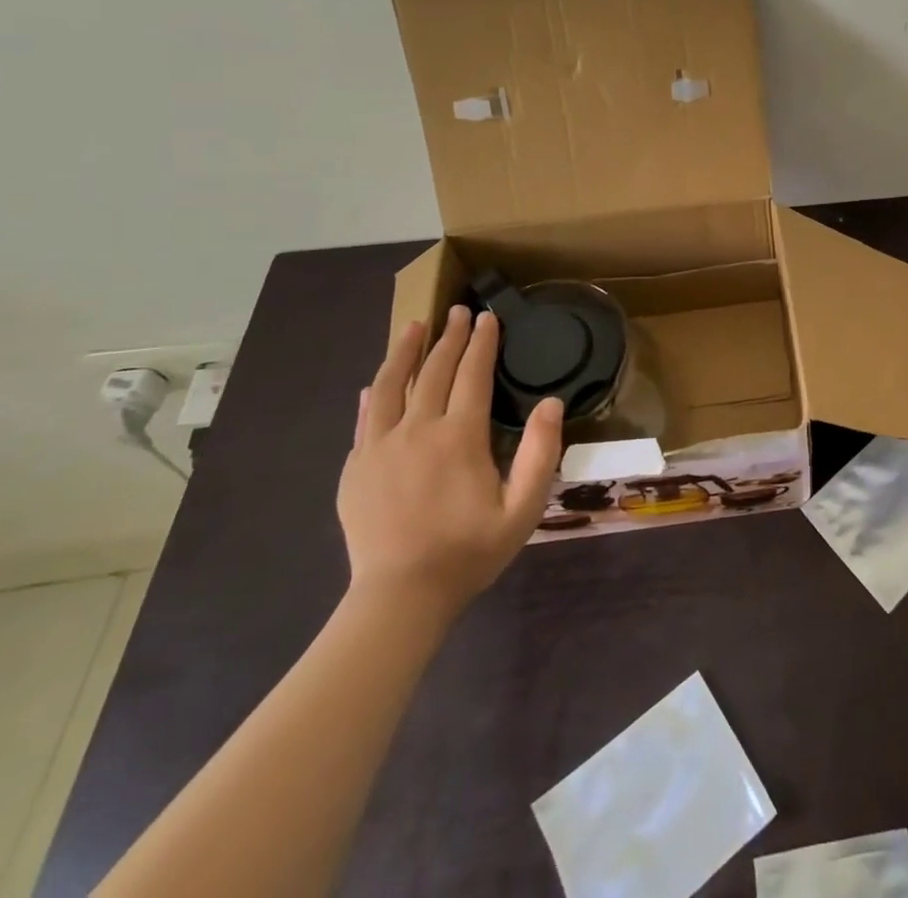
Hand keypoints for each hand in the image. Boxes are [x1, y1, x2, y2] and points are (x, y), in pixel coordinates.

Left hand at [338, 306, 562, 619]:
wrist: (399, 597)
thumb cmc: (469, 551)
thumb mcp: (522, 508)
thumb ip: (540, 453)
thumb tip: (552, 403)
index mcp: (459, 437)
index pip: (473, 374)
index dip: (482, 342)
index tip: (488, 317)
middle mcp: (416, 431)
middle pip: (434, 371)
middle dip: (449, 337)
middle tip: (458, 310)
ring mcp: (379, 448)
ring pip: (391, 386)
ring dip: (405, 352)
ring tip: (414, 328)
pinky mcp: (355, 469)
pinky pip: (364, 419)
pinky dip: (374, 394)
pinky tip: (376, 383)